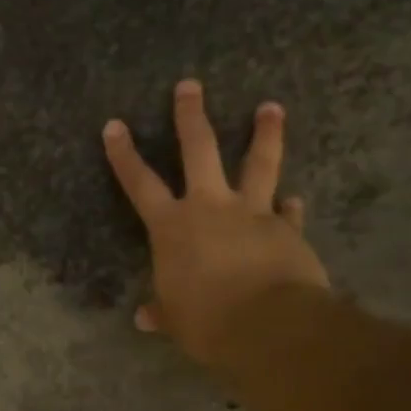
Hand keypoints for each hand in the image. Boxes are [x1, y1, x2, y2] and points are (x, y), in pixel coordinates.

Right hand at [103, 80, 329, 364]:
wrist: (268, 325)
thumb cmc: (207, 321)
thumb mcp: (176, 320)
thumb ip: (162, 311)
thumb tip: (145, 318)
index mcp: (171, 227)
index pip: (139, 183)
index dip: (124, 155)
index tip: (114, 125)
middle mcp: (209, 208)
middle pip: (199, 150)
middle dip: (191, 116)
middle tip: (190, 85)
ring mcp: (252, 213)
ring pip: (259, 163)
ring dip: (265, 133)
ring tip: (272, 107)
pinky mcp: (286, 229)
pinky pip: (288, 212)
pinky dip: (290, 206)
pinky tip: (295, 199)